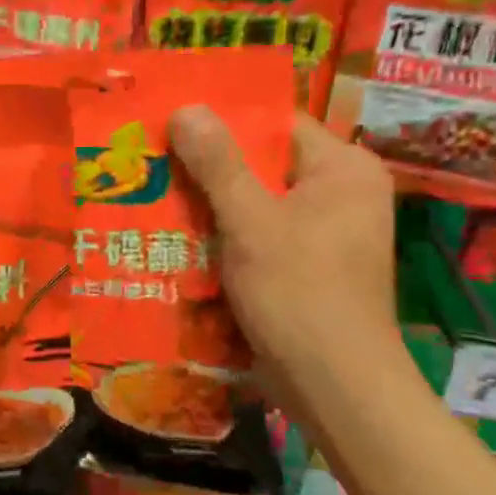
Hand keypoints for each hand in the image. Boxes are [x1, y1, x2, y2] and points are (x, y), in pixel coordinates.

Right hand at [170, 107, 397, 377]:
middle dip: (208, 167)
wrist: (334, 387)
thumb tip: (186, 107)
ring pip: (257, 201)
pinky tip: (180, 237)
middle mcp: (341, 192)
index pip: (276, 123)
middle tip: (152, 160)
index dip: (221, 121)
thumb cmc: (299, 293)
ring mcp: (326, 232)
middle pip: (264, 163)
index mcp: (343, 168)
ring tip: (154, 194)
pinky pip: (260, 234)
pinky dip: (225, 235)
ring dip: (211, 203)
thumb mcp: (251, 221)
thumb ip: (218, 163)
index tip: (168, 123)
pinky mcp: (309, 266)